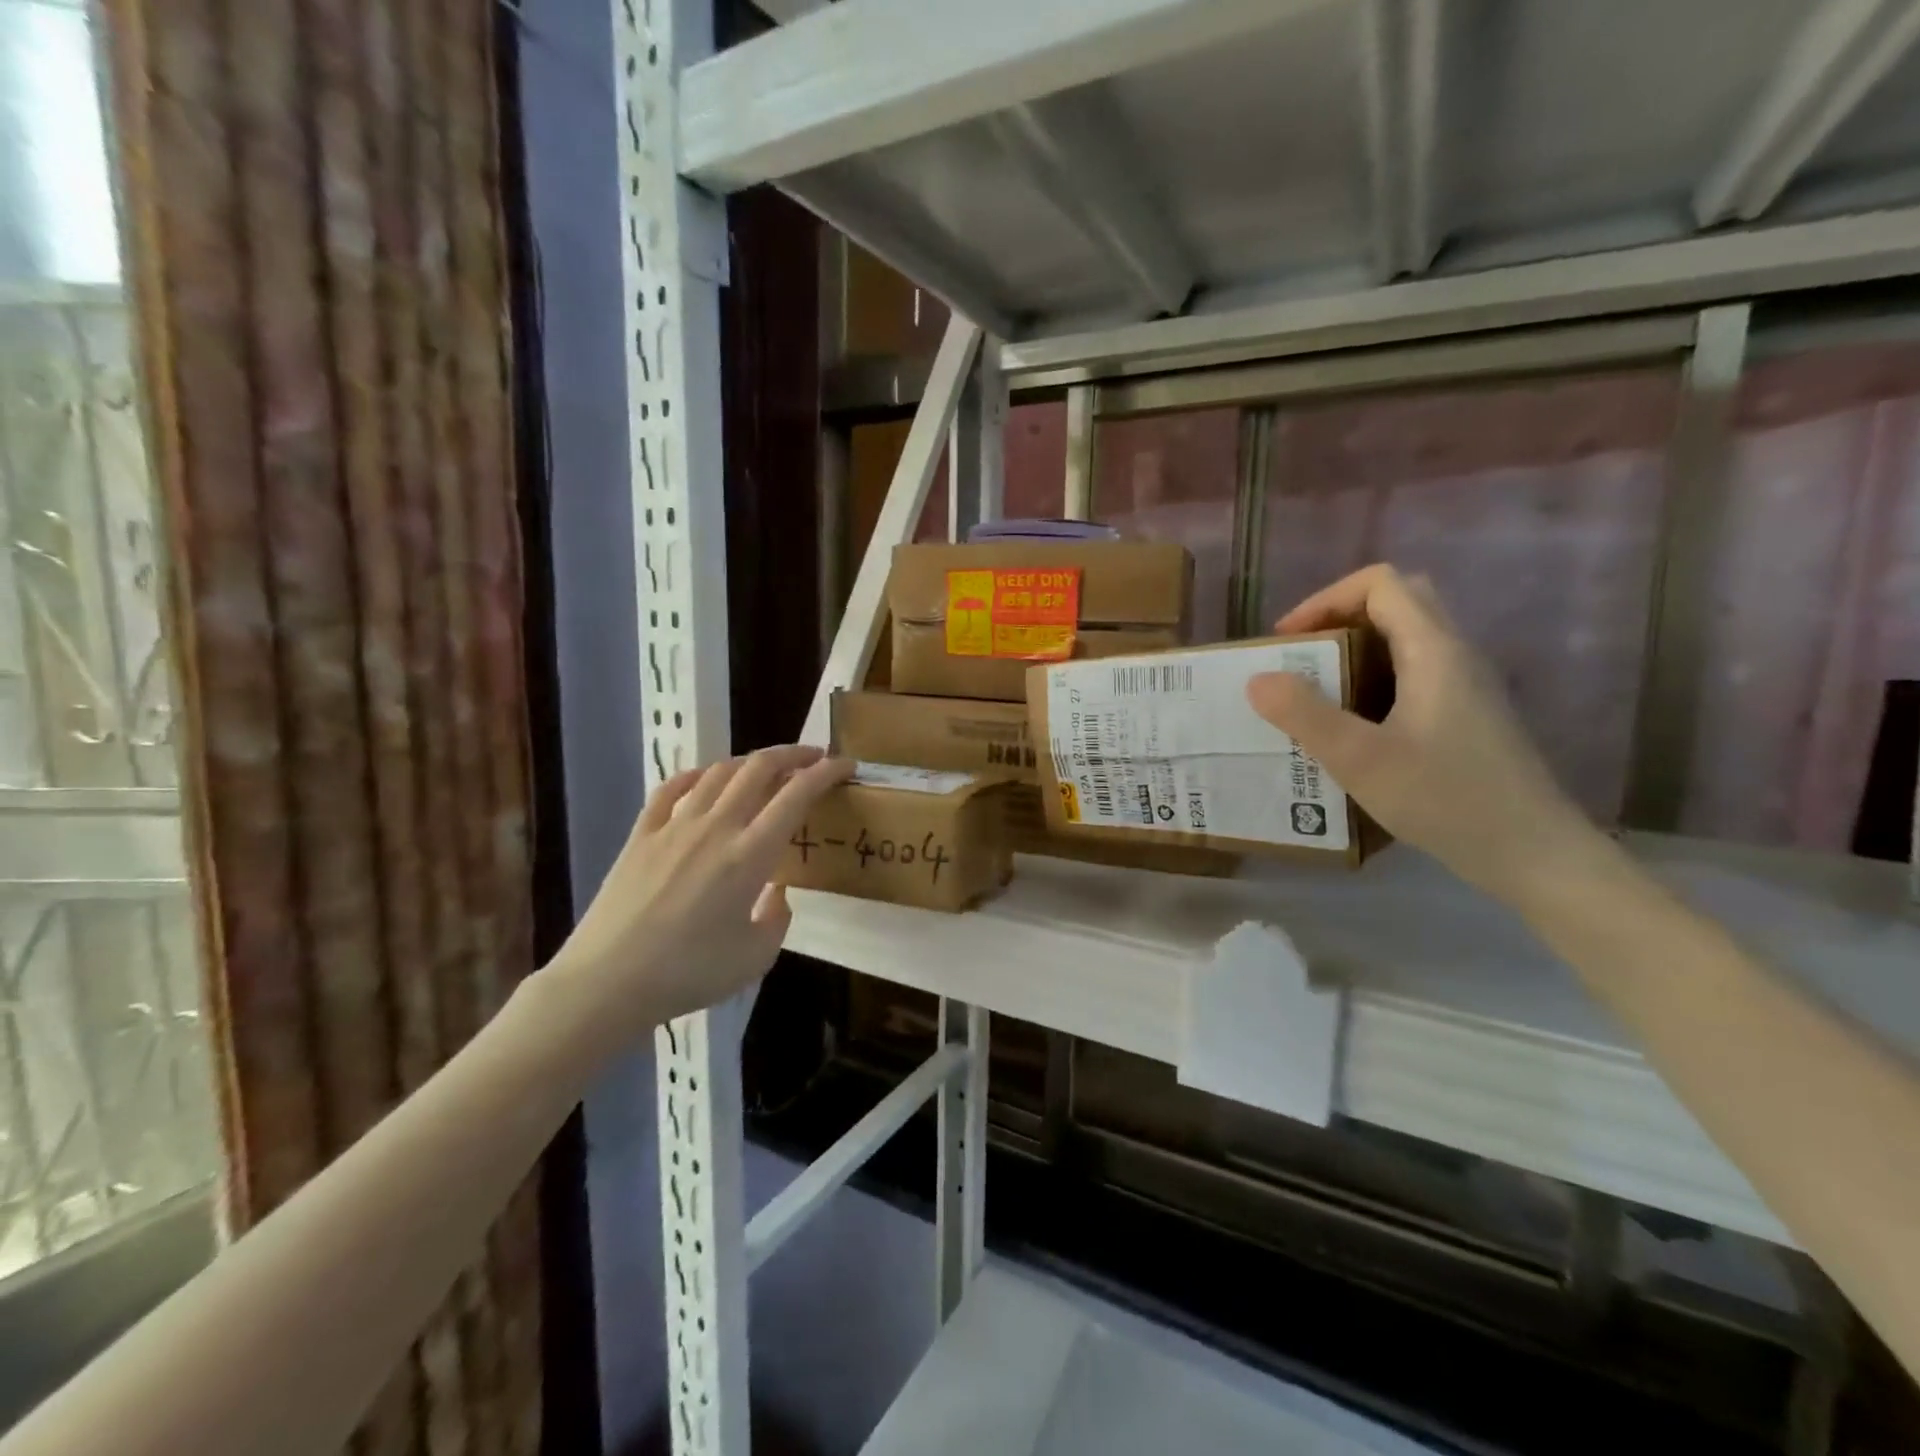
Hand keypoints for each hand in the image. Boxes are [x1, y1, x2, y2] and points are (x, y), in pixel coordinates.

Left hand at [544, 746, 852, 1041]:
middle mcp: (716, 827)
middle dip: (793, 755)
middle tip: (813, 757)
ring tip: (766, 768)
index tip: (844, 765)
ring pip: (719, 772)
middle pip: (759, 768)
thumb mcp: (755, 958)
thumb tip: (776, 895)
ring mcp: (675, 826)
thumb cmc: (689, 973)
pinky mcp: (641, 834)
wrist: (607, 982)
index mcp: (751, 855)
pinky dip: (696, 775)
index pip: (796, 795)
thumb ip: (777, 919)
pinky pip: (672, 789)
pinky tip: (705, 779)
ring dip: (750, 761)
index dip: (825, 772)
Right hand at [1246, 565, 1600, 900]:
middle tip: (1302, 656)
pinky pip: (1413, 673)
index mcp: (1434, 650)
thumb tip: (1257, 678)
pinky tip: (1352, 726)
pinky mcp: (1467, 716)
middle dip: (1340, 617)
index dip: (1325, 599)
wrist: (1532, 853)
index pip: (1380, 584)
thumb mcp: (1360, 759)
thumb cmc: (1446, 799)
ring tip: (1315, 691)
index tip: (1288, 640)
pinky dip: (1373, 679)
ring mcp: (1466, 686)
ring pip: (1407, 638)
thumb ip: (1304, 714)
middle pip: (1398, 602)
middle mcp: (1455, 655)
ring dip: (1355, 650)